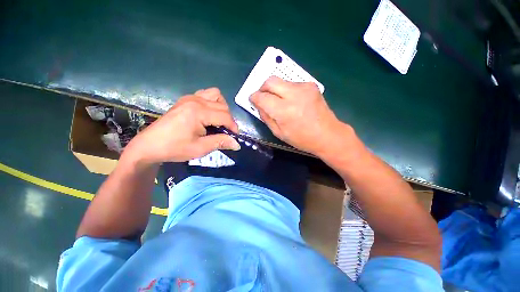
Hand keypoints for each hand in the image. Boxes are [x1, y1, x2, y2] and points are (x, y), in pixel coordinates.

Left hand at [125, 88, 239, 164]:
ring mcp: (190, 97)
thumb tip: (237, 144)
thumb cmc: (174, 148)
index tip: (235, 137)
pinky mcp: (186, 99)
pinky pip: (206, 95)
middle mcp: (195, 100)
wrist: (149, 145)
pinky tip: (208, 115)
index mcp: (198, 112)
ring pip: (216, 95)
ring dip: (222, 108)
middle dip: (229, 119)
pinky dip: (212, 103)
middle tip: (226, 132)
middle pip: (222, 106)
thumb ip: (221, 142)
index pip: (225, 116)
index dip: (233, 127)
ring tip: (218, 121)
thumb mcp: (200, 148)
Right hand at [250, 76, 352, 155]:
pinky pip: (291, 84)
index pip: (262, 97)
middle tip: (263, 97)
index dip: (254, 97)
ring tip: (280, 102)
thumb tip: (259, 105)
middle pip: (270, 81)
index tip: (253, 100)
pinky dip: (286, 90)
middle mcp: (294, 94)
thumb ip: (266, 117)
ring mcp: (304, 87)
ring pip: (281, 81)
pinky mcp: (311, 85)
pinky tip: (292, 101)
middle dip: (262, 88)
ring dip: (275, 90)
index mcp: (284, 111)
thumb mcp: (279, 133)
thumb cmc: (302, 138)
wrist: (328, 134)